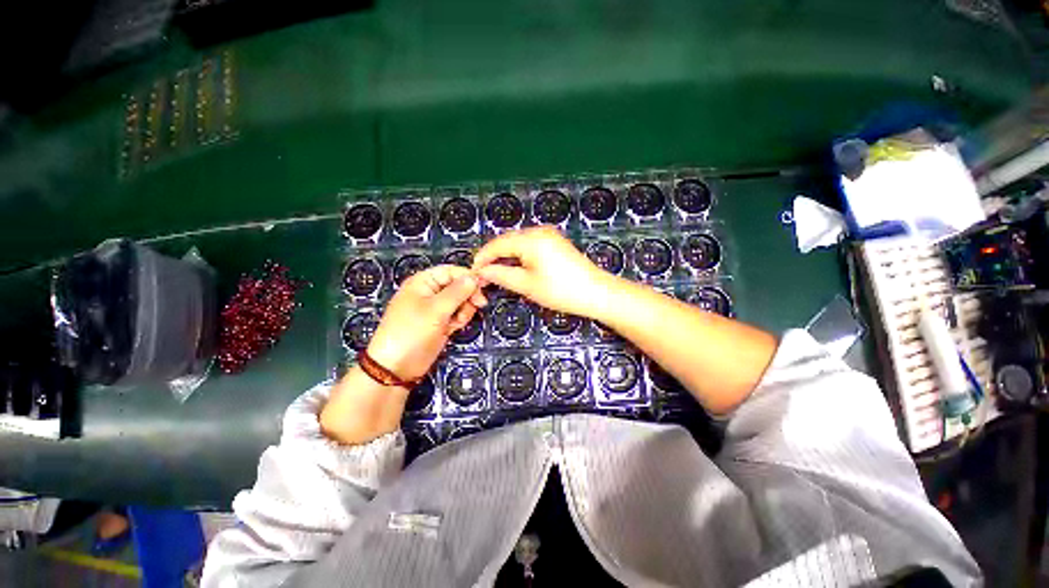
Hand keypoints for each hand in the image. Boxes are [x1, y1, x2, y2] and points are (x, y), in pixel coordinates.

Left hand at [366, 265, 486, 380]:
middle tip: (477, 304)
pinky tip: (454, 327)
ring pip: (461, 301)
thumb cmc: (410, 333)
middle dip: (468, 296)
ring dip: (464, 310)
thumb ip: (457, 292)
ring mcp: (436, 308)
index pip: (451, 271)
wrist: (397, 367)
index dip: (468, 277)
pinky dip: (460, 319)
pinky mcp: (441, 322)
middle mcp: (430, 292)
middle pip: (458, 285)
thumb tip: (473, 277)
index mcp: (423, 282)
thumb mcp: (435, 310)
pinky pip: (458, 314)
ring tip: (457, 320)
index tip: (483, 287)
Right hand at [471, 226, 613, 317]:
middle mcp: (539, 231)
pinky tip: (516, 268)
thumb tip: (482, 271)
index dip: (483, 258)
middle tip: (484, 275)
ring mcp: (549, 235)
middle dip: (494, 257)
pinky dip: (519, 256)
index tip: (473, 272)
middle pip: (507, 241)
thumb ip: (501, 275)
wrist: (596, 293)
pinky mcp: (555, 242)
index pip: (497, 244)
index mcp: (530, 239)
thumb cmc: (561, 290)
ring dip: (506, 256)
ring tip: (497, 273)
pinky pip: (530, 245)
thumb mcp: (527, 285)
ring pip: (518, 243)